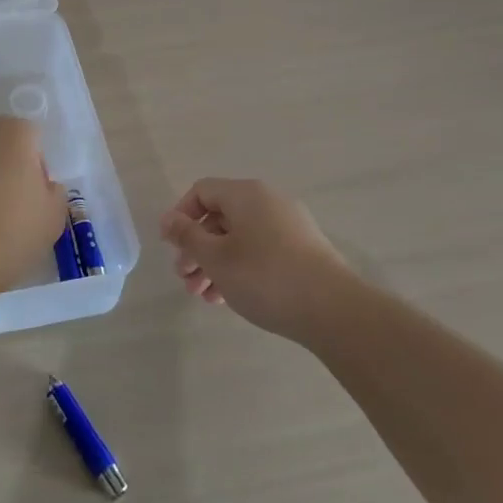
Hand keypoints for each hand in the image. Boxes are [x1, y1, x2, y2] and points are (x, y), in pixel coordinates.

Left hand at [0, 117, 66, 295]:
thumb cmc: (12, 229)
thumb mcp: (54, 216)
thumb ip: (54, 192)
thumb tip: (42, 186)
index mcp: (15, 131)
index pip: (34, 140)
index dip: (37, 169)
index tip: (35, 198)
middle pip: (2, 145)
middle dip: (8, 168)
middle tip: (14, 207)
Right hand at [159, 177, 348, 337]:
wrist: (334, 311)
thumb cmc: (265, 277)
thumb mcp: (216, 257)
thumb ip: (187, 236)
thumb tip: (168, 219)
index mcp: (246, 194)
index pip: (201, 191)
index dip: (181, 216)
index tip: (172, 247)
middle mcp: (268, 202)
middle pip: (220, 217)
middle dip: (197, 248)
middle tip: (185, 278)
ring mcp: (289, 226)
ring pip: (239, 238)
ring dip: (215, 263)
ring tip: (204, 296)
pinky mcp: (303, 251)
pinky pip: (260, 250)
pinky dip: (240, 268)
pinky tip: (230, 298)